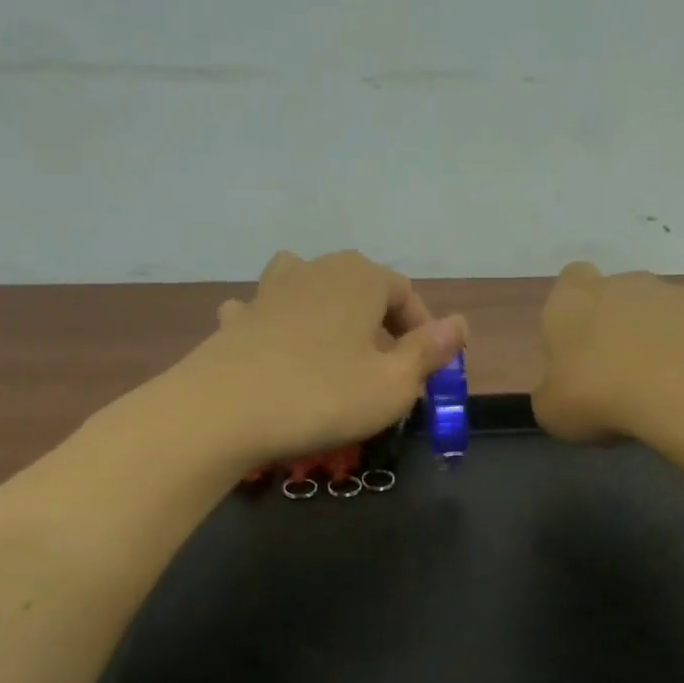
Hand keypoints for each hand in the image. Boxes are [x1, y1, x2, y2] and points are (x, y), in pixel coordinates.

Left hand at [184, 250, 466, 464]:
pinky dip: (278, 328)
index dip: (424, 331)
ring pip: (310, 288)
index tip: (429, 371)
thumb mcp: (392, 384)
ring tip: (336, 348)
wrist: (223, 412)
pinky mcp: (237, 320)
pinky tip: (277, 351)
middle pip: (360, 288)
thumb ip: (428, 352)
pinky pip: (267, 314)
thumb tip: (460, 324)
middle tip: (388, 370)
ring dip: (329, 314)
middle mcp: (315, 270)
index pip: (406, 294)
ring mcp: (269, 291)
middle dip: (381, 325)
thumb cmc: (323, 396)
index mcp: (360, 278)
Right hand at [532, 262, 683, 444]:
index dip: (574, 310)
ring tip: (671, 390)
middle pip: (623, 295)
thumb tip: (565, 390)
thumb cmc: (602, 396)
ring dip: (670, 340)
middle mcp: (630, 285)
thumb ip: (554, 392)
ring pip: (672, 312)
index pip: (570, 281)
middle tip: (623, 376)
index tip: (579, 345)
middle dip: (624, 327)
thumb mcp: (552, 411)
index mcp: (575, 302)